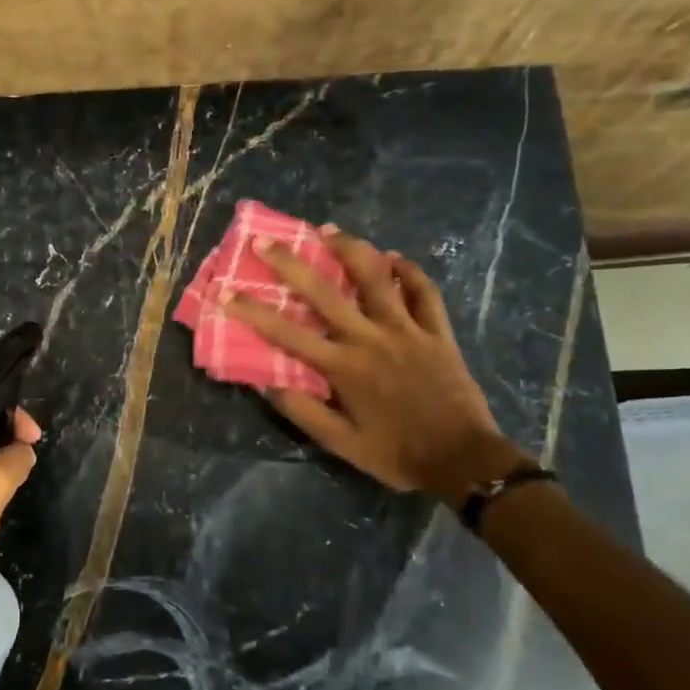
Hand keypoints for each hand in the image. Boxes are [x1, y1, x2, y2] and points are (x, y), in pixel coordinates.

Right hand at [224, 228, 530, 500]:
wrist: (463, 459)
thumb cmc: (396, 454)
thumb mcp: (341, 443)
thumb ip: (303, 411)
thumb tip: (266, 384)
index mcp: (343, 367)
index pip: (287, 333)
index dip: (253, 311)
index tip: (226, 291)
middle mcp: (371, 338)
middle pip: (325, 292)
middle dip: (291, 264)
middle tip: (266, 241)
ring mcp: (407, 330)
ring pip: (376, 279)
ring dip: (351, 250)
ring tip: (328, 230)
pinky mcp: (437, 332)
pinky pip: (424, 292)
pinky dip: (409, 272)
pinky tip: (394, 258)